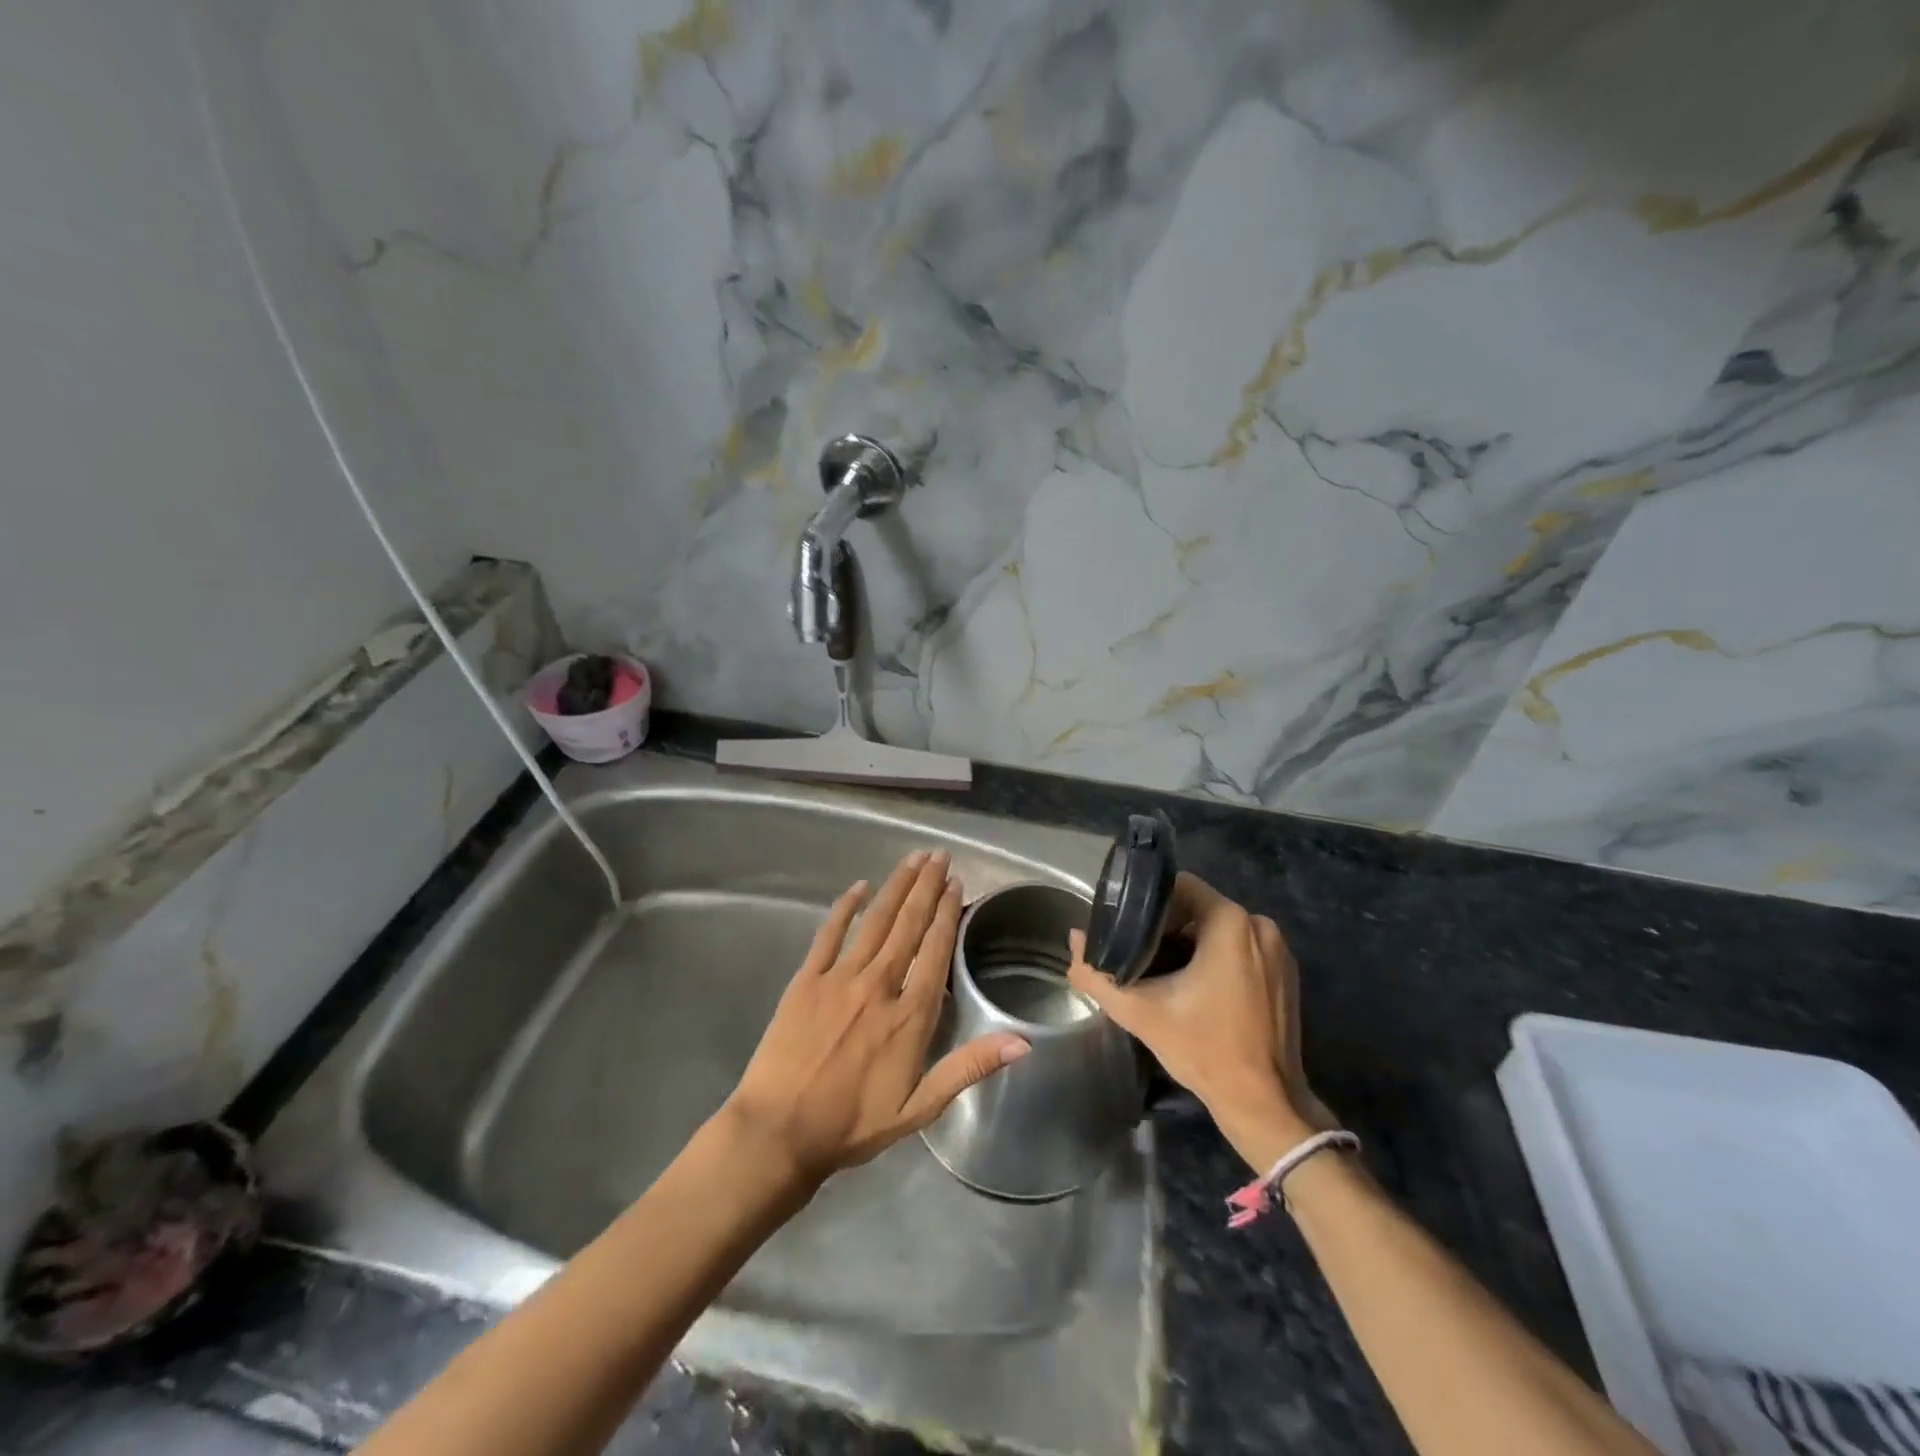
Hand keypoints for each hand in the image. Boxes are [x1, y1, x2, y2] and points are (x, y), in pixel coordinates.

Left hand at [723, 851, 1030, 1187]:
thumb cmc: (852, 1124)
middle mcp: (879, 984)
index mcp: (910, 1014)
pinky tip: (859, 886)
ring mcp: (840, 977)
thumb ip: (969, 1067)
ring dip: (896, 886)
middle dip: (927, 886)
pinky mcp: (806, 979)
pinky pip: (829, 933)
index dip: (947, 913)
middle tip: (940, 855)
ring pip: (876, 920)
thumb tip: (1022, 1041)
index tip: (956, 884)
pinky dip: (846, 907)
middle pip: (908, 924)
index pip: (935, 950)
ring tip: (914, 858)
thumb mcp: (920, 1108)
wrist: (779, 1131)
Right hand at [1067, 873, 1331, 1152]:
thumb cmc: (1203, 1049)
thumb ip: (1097, 973)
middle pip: (1199, 907)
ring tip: (1163, 972)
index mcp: (1231, 922)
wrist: (1263, 1103)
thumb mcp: (1139, 1011)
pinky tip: (1196, 988)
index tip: (1128, 929)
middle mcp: (1260, 925)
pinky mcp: (1286, 973)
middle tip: (1139, 954)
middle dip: (1167, 927)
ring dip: (1191, 944)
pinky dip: (1217, 958)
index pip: (1180, 886)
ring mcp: (1279, 950)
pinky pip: (1241, 948)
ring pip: (1220, 929)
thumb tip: (1073, 939)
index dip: (1148, 903)